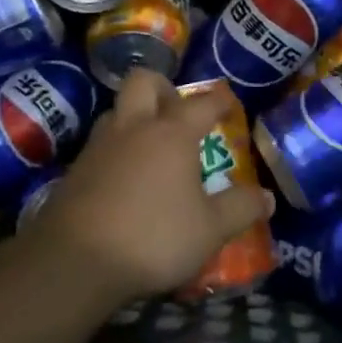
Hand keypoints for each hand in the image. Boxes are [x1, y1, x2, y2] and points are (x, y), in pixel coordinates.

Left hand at [29, 70, 271, 304]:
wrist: (74, 260)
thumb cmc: (153, 237)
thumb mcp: (210, 230)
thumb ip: (240, 209)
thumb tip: (267, 197)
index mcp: (172, 133)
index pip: (202, 102)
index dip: (219, 100)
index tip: (229, 103)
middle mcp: (134, 128)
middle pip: (144, 82)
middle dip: (163, 87)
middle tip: (177, 111)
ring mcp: (99, 146)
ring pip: (116, 111)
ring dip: (135, 118)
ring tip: (151, 146)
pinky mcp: (75, 170)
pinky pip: (100, 145)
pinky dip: (116, 151)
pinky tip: (124, 179)